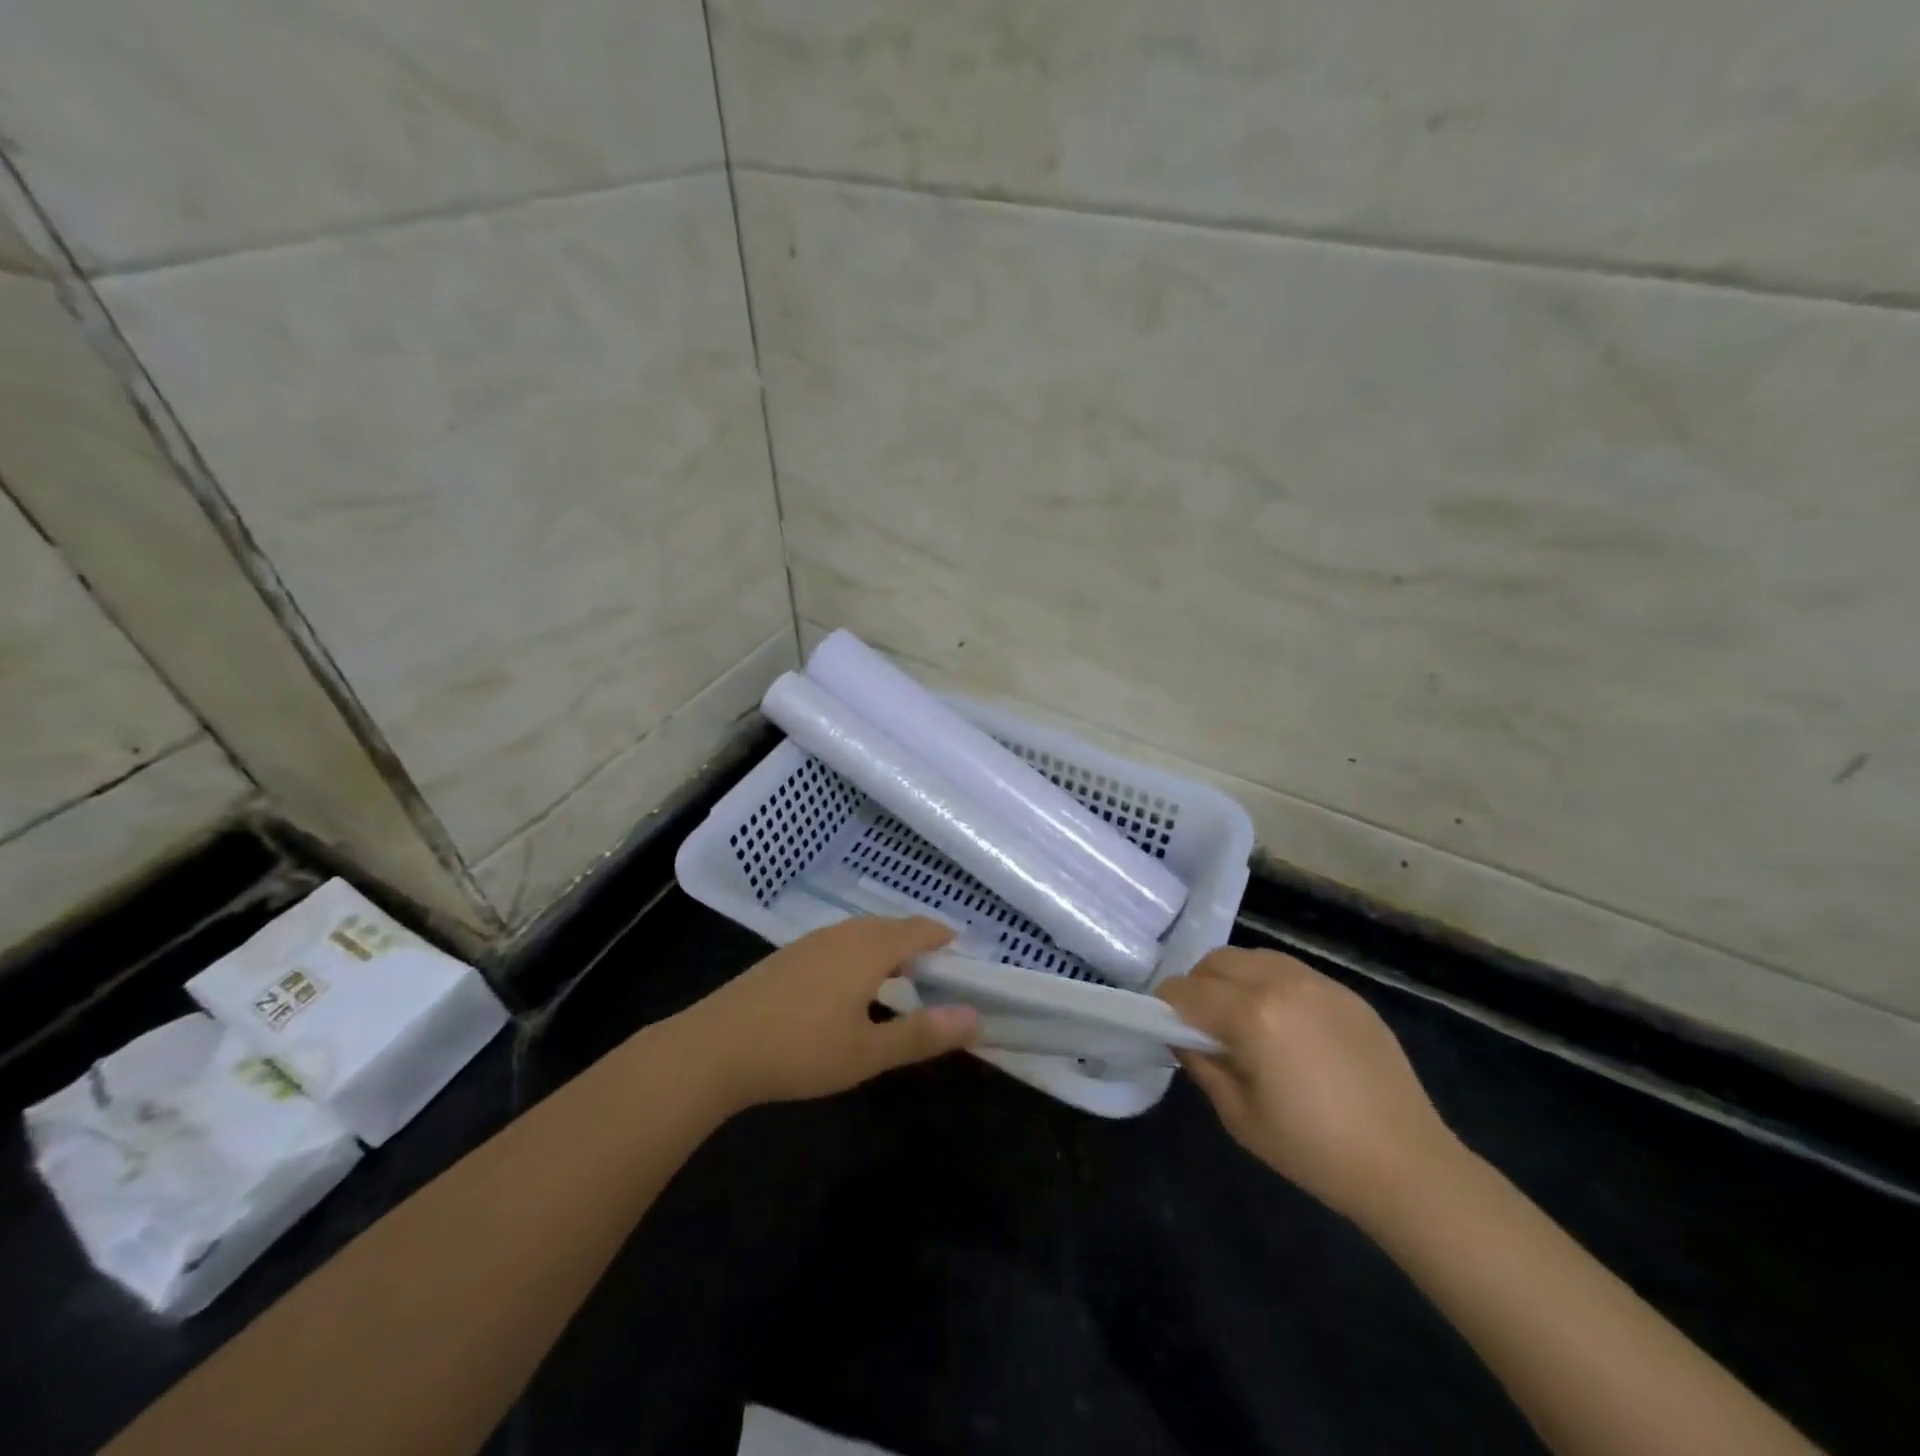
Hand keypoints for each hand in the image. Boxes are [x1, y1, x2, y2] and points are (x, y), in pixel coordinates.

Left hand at [679, 916, 978, 1110]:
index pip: (918, 930)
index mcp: (869, 949)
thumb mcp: (867, 1052)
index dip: (943, 936)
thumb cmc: (800, 1050)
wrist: (715, 1047)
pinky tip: (851, 987)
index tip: (963, 949)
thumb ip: (922, 1034)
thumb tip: (975, 1018)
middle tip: (938, 970)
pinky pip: (840, 943)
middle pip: (891, 927)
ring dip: (887, 948)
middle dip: (917, 942)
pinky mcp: (788, 957)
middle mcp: (843, 935)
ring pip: (862, 934)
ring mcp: (811, 942)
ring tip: (900, 979)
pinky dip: (861, 955)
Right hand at [1158, 948, 1463, 1228]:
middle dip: (1198, 985)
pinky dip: (1270, 984)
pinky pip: (1290, 971)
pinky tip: (1284, 1025)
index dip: (1165, 1005)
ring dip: (1234, 979)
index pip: (1186, 990)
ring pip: (1253, 957)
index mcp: (1251, 1015)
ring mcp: (1318, 984)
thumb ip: (1202, 1065)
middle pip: (1216, 961)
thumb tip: (1181, 1036)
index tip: (1166, 1026)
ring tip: (1242, 1019)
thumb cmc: (1314, 1150)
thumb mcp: (1240, 1116)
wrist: (1408, 1166)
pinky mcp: (1346, 993)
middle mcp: (1281, 984)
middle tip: (1203, 1024)